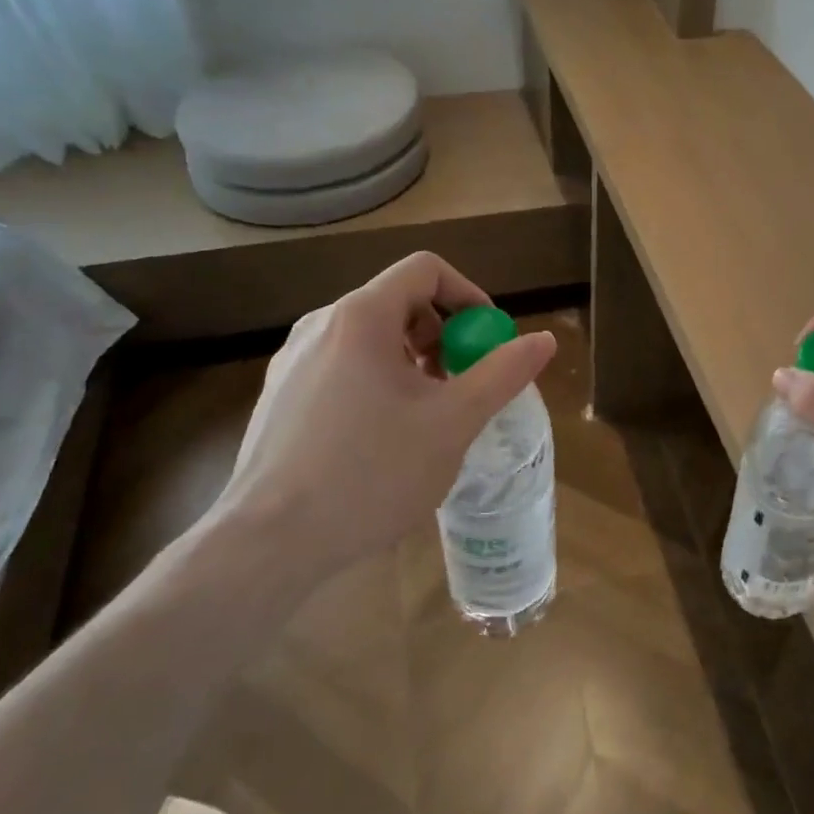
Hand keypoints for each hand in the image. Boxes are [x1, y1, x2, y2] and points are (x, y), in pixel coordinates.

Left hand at [211, 252, 555, 576]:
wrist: (269, 542)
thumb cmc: (371, 473)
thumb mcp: (453, 423)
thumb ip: (502, 374)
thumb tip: (544, 340)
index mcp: (361, 316)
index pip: (425, 270)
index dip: (468, 295)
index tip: (486, 342)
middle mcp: (320, 324)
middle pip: (398, 302)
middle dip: (442, 335)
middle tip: (461, 384)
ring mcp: (292, 360)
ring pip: (369, 337)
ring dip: (411, 361)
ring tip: (426, 415)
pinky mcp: (278, 395)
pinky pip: (341, 366)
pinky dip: (376, 381)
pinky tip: (382, 437)